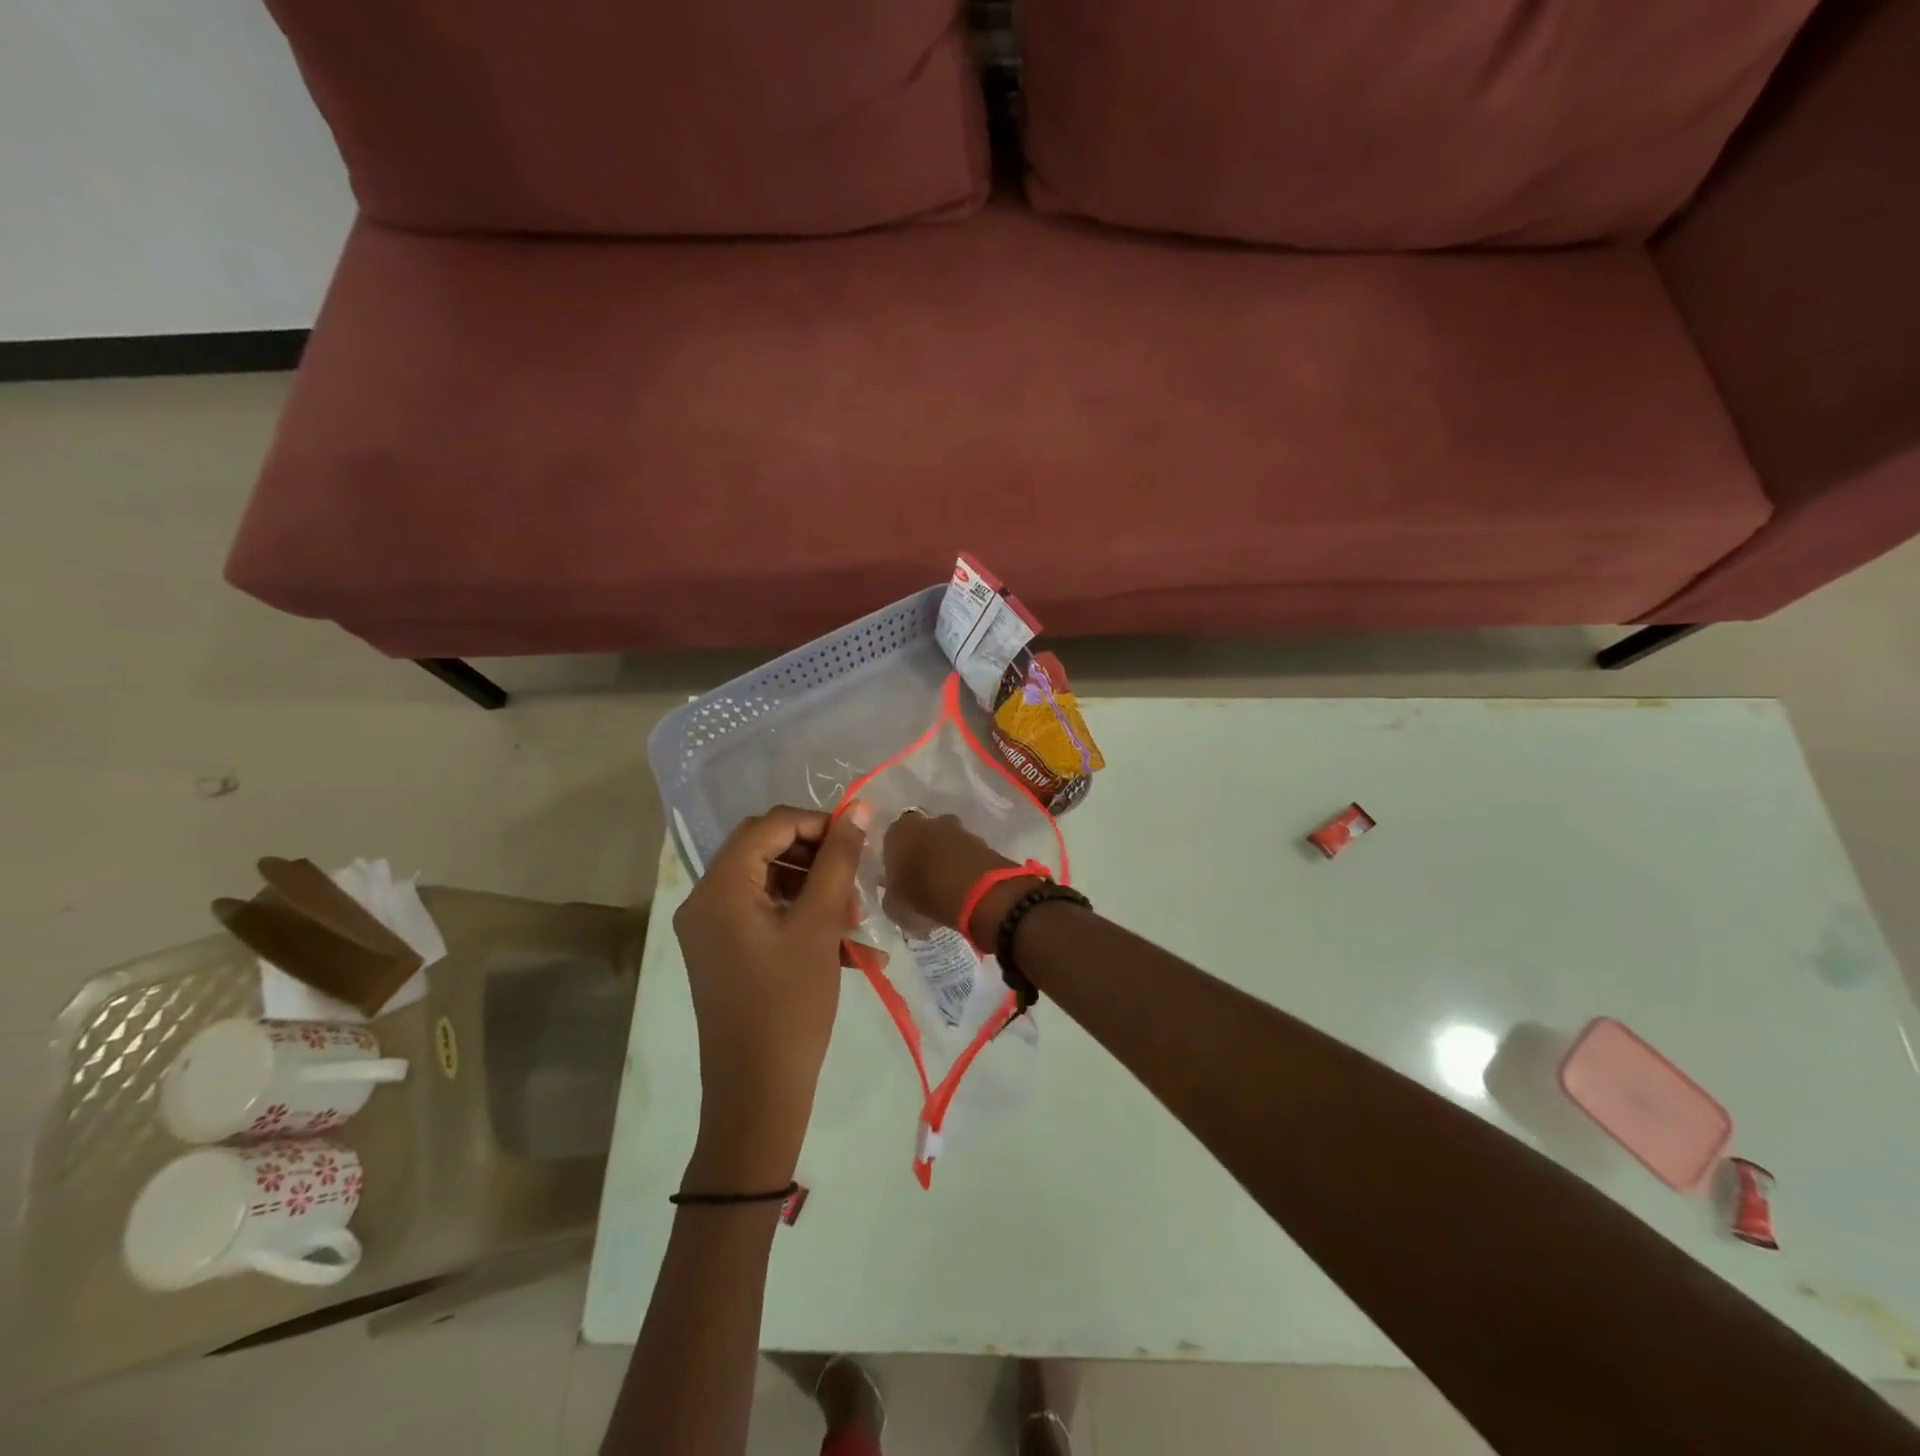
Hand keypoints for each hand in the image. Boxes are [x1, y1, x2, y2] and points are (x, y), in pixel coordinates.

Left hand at [672, 803, 869, 1189]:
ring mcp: (710, 930)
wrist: (758, 1093)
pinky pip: (762, 915)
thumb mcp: (820, 925)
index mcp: (719, 887)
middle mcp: (704, 901)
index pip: (769, 826)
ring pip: (767, 883)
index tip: (858, 842)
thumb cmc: (790, 1003)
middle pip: (764, 850)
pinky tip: (842, 945)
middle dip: (815, 857)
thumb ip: (839, 860)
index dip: (817, 823)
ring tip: (854, 919)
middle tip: (854, 879)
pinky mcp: (722, 954)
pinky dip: (799, 917)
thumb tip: (859, 809)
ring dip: (812, 888)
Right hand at [881, 811, 1030, 942]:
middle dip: (922, 852)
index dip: (896, 858)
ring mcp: (957, 828)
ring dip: (944, 856)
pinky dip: (963, 862)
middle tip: (922, 877)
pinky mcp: (980, 839)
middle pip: (921, 835)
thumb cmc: (926, 894)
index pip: (891, 840)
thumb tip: (894, 893)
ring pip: (944, 841)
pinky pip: (964, 850)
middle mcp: (927, 822)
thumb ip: (892, 894)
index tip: (899, 877)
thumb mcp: (896, 904)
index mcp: (899, 832)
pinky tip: (962, 882)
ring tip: (945, 882)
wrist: (978, 891)